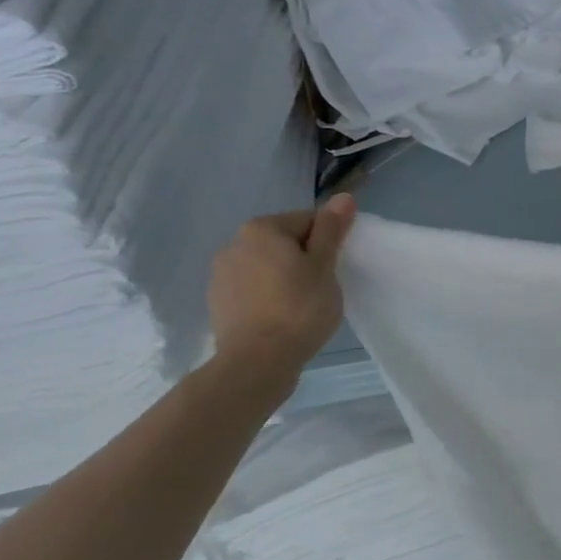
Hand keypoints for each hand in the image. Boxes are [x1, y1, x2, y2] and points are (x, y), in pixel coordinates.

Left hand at [206, 195, 356, 370]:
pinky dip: (267, 295)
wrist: (257, 362)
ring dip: (284, 276)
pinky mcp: (217, 301)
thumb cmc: (299, 308)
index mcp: (262, 229)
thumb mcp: (324, 266)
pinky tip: (280, 317)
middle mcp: (234, 243)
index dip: (328, 243)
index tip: (334, 269)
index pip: (308, 221)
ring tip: (301, 305)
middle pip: (284, 241)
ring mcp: (221, 274)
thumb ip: (331, 230)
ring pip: (266, 265)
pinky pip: (252, 288)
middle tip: (321, 287)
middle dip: (304, 258)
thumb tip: (343, 197)